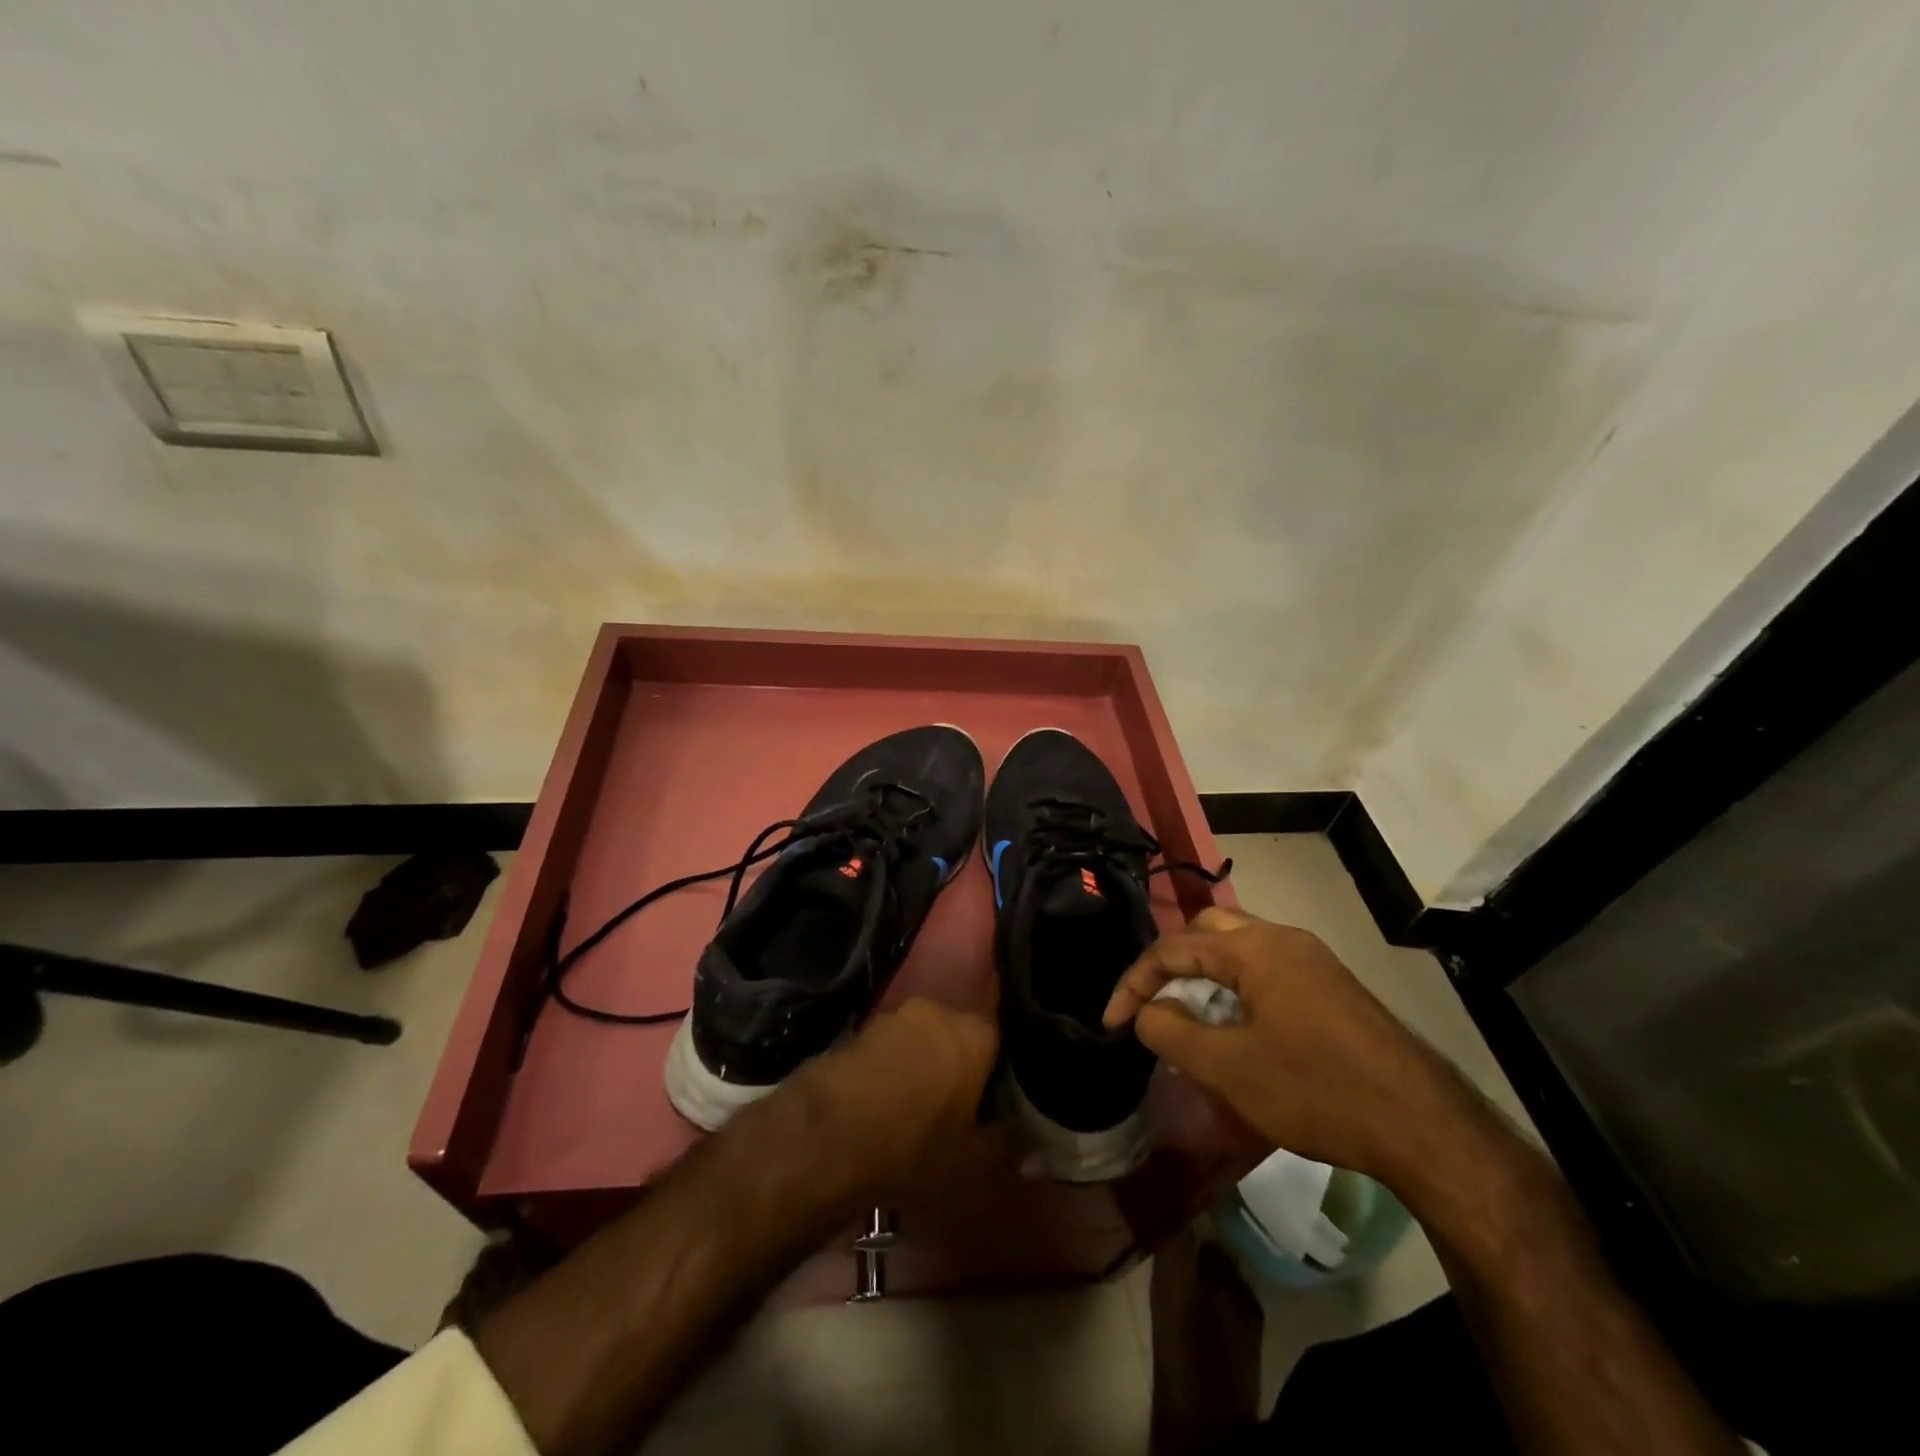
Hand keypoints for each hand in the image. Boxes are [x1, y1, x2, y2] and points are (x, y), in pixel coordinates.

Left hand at [790, 997, 998, 1197]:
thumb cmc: (914, 1148)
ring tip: (916, 1111)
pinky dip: (891, 1071)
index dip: (999, 1071)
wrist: (826, 1136)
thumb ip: (1006, 1147)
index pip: (1000, 1038)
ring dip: (922, 1067)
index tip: (996, 1100)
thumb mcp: (971, 1164)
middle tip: (957, 1108)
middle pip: (958, 1037)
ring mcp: (893, 1017)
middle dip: (958, 1066)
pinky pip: (888, 1050)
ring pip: (921, 1041)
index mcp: (974, 1034)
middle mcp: (937, 1011)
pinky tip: (883, 1106)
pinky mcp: (857, 1030)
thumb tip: (1030, 1143)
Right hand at [1103, 907, 1461, 1181]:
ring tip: (1191, 1020)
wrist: (1424, 1126)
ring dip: (1205, 976)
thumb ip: (1171, 1033)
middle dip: (1171, 965)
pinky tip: (1240, 1029)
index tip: (1112, 1023)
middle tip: (1155, 1006)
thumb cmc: (1316, 1090)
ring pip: (1239, 949)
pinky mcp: (1332, 986)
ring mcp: (1313, 960)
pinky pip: (1267, 970)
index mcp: (1253, 948)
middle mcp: (1282, 939)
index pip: (1173, 949)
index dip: (1134, 983)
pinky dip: (1237, 987)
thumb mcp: (1229, 1068)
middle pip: (1206, 932)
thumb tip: (1146, 1012)